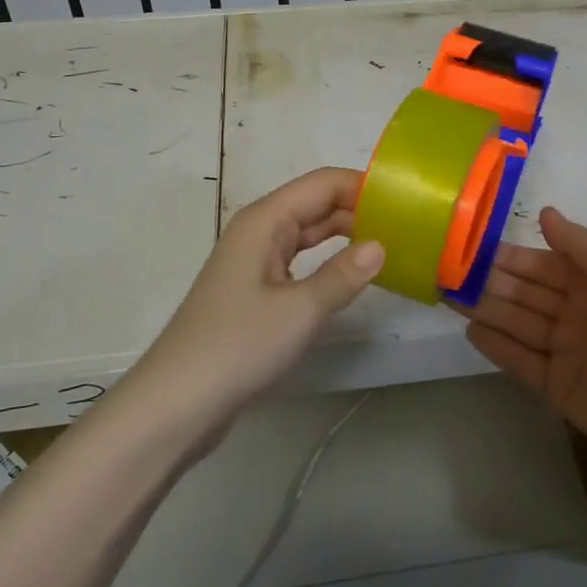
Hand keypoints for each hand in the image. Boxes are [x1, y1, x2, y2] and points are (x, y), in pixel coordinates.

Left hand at [121, 168, 383, 436]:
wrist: (177, 403)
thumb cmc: (238, 346)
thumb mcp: (300, 310)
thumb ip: (343, 275)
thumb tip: (381, 245)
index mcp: (265, 221)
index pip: (323, 184)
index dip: (363, 186)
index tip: (406, 201)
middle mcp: (259, 231)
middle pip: (315, 204)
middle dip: (359, 210)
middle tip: (408, 226)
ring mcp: (255, 262)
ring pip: (308, 234)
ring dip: (346, 236)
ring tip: (392, 245)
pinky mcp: (255, 291)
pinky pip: (299, 261)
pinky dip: (328, 262)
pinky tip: (353, 277)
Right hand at [461, 207, 586, 481]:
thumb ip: (580, 244)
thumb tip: (544, 211)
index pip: (541, 264)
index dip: (507, 256)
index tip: (468, 246)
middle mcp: (576, 312)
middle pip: (524, 293)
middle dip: (489, 281)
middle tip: (447, 271)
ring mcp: (565, 351)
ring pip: (518, 323)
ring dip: (485, 309)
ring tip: (448, 296)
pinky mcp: (557, 387)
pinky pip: (520, 361)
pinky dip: (497, 346)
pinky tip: (470, 331)